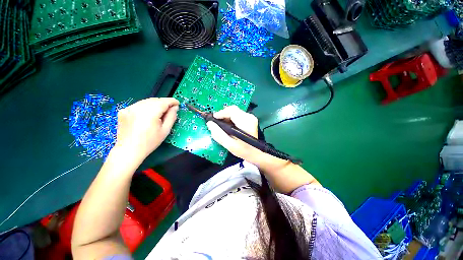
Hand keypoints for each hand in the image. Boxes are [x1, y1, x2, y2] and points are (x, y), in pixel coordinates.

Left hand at [115, 98, 178, 161]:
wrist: (129, 150)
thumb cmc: (150, 142)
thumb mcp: (165, 130)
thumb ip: (171, 117)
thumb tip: (175, 107)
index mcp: (150, 113)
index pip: (163, 102)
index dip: (172, 101)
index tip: (177, 103)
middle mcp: (138, 107)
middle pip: (155, 100)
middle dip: (164, 103)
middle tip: (169, 109)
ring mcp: (129, 108)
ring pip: (146, 101)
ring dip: (155, 104)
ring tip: (159, 113)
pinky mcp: (123, 110)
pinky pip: (138, 105)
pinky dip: (145, 107)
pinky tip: (147, 115)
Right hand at [206, 106, 262, 162]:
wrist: (256, 153)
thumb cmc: (243, 151)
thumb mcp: (229, 145)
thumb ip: (219, 134)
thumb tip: (210, 124)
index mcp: (245, 123)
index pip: (232, 111)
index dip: (221, 113)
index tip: (213, 119)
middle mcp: (249, 117)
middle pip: (233, 110)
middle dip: (223, 114)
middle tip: (216, 122)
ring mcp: (251, 117)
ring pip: (235, 111)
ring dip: (227, 116)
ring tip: (222, 125)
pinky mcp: (250, 119)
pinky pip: (238, 114)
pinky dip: (231, 118)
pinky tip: (229, 125)